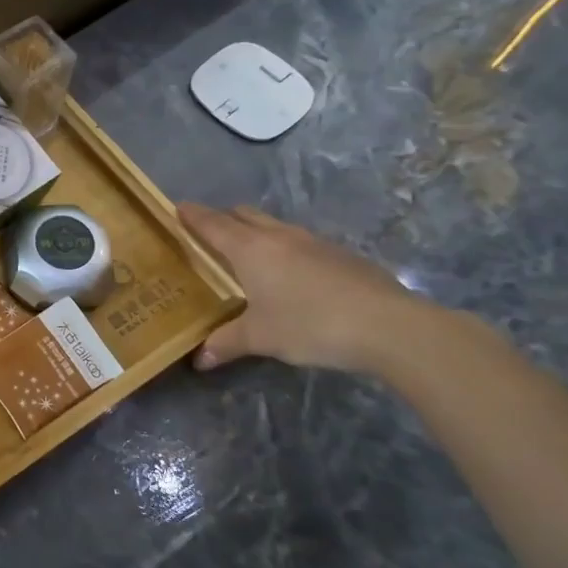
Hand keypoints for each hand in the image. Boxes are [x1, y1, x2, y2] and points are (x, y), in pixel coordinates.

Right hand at [176, 202, 428, 372]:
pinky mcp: (341, 255)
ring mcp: (314, 242)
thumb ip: (226, 343)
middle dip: (223, 219)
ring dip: (256, 233)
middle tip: (208, 236)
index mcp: (251, 248)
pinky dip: (284, 250)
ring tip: (248, 257)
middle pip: (244, 215)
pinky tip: (291, 278)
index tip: (177, 208)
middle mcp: (279, 236)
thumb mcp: (261, 338)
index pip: (212, 223)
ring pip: (274, 226)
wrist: (390, 326)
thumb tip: (199, 359)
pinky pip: (300, 243)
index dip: (192, 215)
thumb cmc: (310, 324)